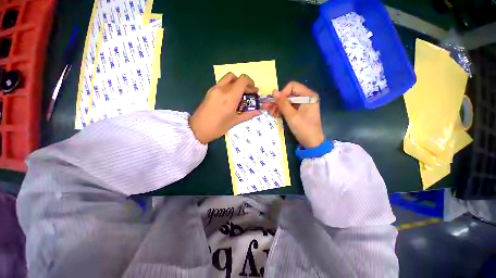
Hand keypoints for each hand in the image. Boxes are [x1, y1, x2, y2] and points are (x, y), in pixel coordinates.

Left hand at [189, 73, 260, 143]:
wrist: (197, 129)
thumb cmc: (218, 127)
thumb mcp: (234, 122)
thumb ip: (248, 115)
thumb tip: (259, 112)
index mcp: (230, 96)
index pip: (242, 80)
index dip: (250, 82)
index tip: (254, 90)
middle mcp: (222, 89)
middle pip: (234, 76)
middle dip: (243, 82)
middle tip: (247, 92)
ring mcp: (214, 89)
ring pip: (227, 79)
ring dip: (235, 83)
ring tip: (239, 95)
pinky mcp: (209, 92)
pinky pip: (221, 84)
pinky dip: (228, 86)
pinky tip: (230, 98)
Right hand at [263, 81, 324, 147]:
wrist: (312, 143)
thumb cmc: (304, 128)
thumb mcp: (291, 116)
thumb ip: (283, 103)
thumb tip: (274, 92)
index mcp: (308, 96)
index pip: (292, 86)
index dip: (282, 93)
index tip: (275, 102)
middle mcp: (306, 97)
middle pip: (289, 94)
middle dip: (278, 101)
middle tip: (267, 107)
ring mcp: (303, 105)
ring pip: (287, 101)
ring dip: (278, 106)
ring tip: (271, 113)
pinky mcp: (300, 111)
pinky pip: (289, 107)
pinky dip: (282, 110)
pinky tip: (275, 114)